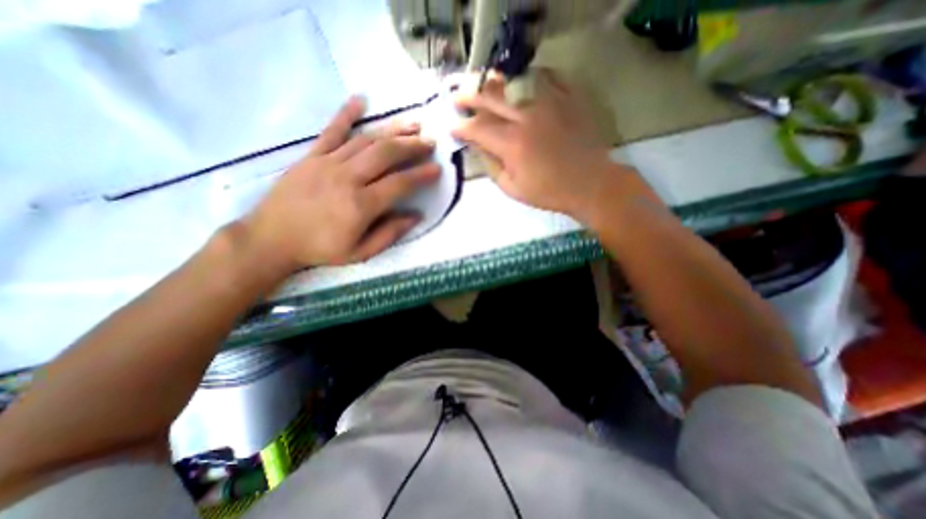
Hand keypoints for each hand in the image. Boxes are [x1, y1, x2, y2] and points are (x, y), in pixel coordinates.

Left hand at [239, 92, 437, 268]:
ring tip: (413, 125)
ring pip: (366, 140)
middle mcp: (348, 178)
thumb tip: (416, 216)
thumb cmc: (320, 249)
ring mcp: (328, 163)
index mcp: (361, 205)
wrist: (271, 239)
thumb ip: (390, 234)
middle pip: (386, 154)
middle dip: (412, 146)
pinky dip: (346, 113)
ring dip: (392, 131)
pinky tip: (361, 100)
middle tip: (430, 142)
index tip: (438, 169)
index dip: (422, 175)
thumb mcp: (360, 252)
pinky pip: (331, 130)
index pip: (400, 183)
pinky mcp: (311, 156)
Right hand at [453, 66, 632, 217]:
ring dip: (493, 82)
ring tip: (482, 86)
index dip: (461, 127)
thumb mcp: (512, 188)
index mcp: (512, 144)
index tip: (453, 128)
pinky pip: (545, 75)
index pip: (477, 128)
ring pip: (514, 79)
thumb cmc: (549, 192)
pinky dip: (527, 76)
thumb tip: (477, 146)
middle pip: (490, 95)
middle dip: (468, 96)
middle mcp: (527, 116)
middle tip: (458, 98)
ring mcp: (550, 102)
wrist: (590, 184)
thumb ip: (491, 166)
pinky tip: (519, 83)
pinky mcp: (568, 97)